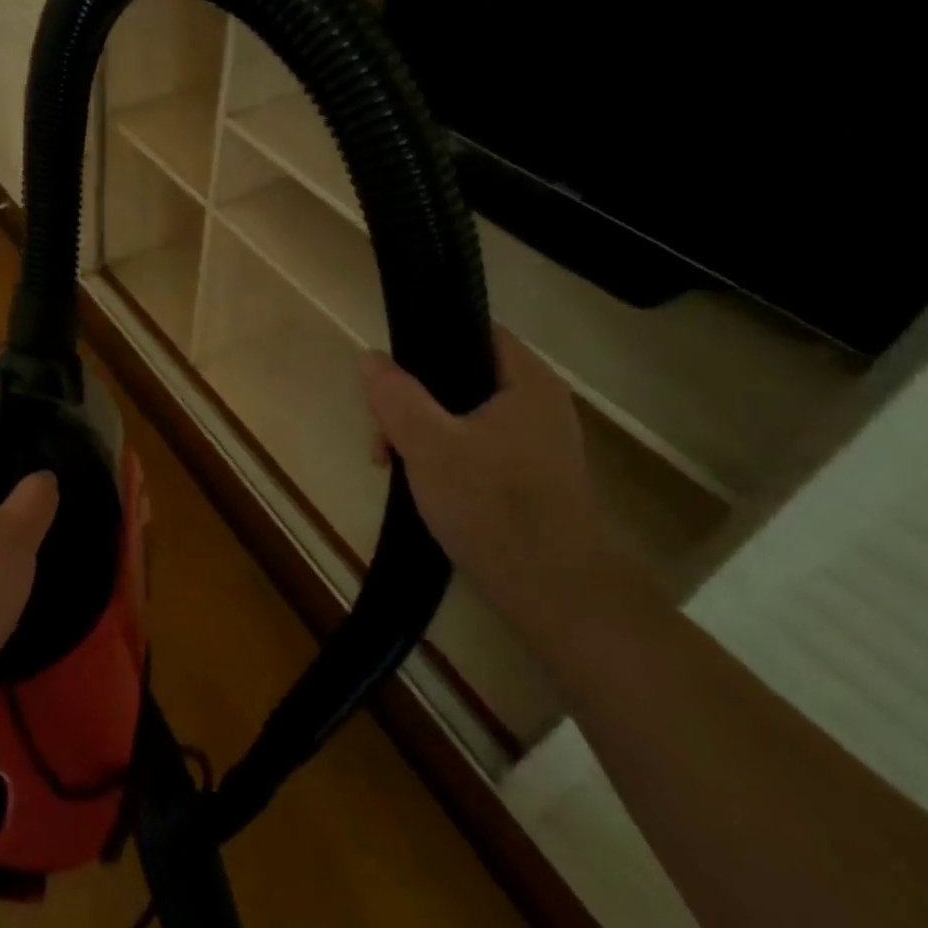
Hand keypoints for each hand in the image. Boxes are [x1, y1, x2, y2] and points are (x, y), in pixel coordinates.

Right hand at [360, 327, 641, 635]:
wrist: (557, 596)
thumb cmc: (493, 506)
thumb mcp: (427, 444)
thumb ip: (395, 395)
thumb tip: (370, 357)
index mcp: (526, 382)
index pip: (474, 330)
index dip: (428, 339)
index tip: (390, 370)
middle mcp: (538, 404)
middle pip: (460, 376)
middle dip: (412, 400)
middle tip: (382, 433)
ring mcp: (536, 444)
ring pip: (462, 416)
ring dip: (421, 432)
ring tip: (391, 465)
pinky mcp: (529, 478)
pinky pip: (475, 447)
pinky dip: (443, 456)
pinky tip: (420, 484)